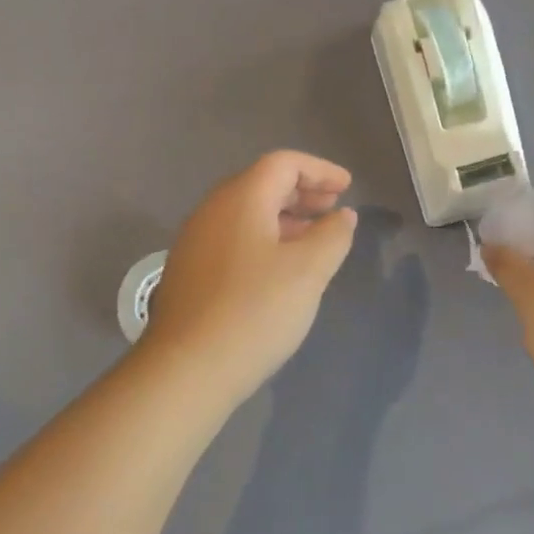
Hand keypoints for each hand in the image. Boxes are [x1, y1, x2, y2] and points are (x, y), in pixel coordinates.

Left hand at [139, 150, 358, 397]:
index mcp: (241, 198)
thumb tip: (342, 216)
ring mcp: (196, 241)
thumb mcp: (308, 271)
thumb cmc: (254, 310)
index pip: (283, 164)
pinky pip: (235, 238)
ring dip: (285, 217)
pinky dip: (265, 239)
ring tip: (314, 238)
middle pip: (262, 184)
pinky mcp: (190, 271)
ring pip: (248, 213)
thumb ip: (332, 235)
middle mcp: (213, 210)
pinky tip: (281, 268)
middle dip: (303, 191)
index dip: (320, 170)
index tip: (347, 188)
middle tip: (333, 209)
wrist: (186, 370)